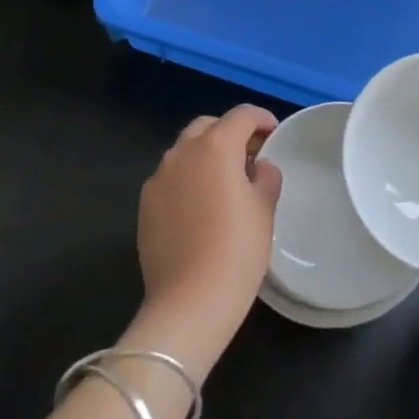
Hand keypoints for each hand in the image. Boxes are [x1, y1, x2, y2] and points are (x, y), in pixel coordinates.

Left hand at [133, 106, 281, 372]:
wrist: (189, 302)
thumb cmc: (237, 249)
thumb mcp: (264, 208)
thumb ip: (265, 176)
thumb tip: (258, 167)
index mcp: (215, 147)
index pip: (242, 115)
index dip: (262, 119)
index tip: (274, 134)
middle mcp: (181, 153)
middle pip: (208, 126)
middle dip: (230, 133)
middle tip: (250, 155)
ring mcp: (158, 179)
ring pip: (185, 151)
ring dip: (207, 155)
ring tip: (226, 182)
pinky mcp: (145, 205)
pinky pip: (171, 178)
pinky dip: (189, 178)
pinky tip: (202, 206)